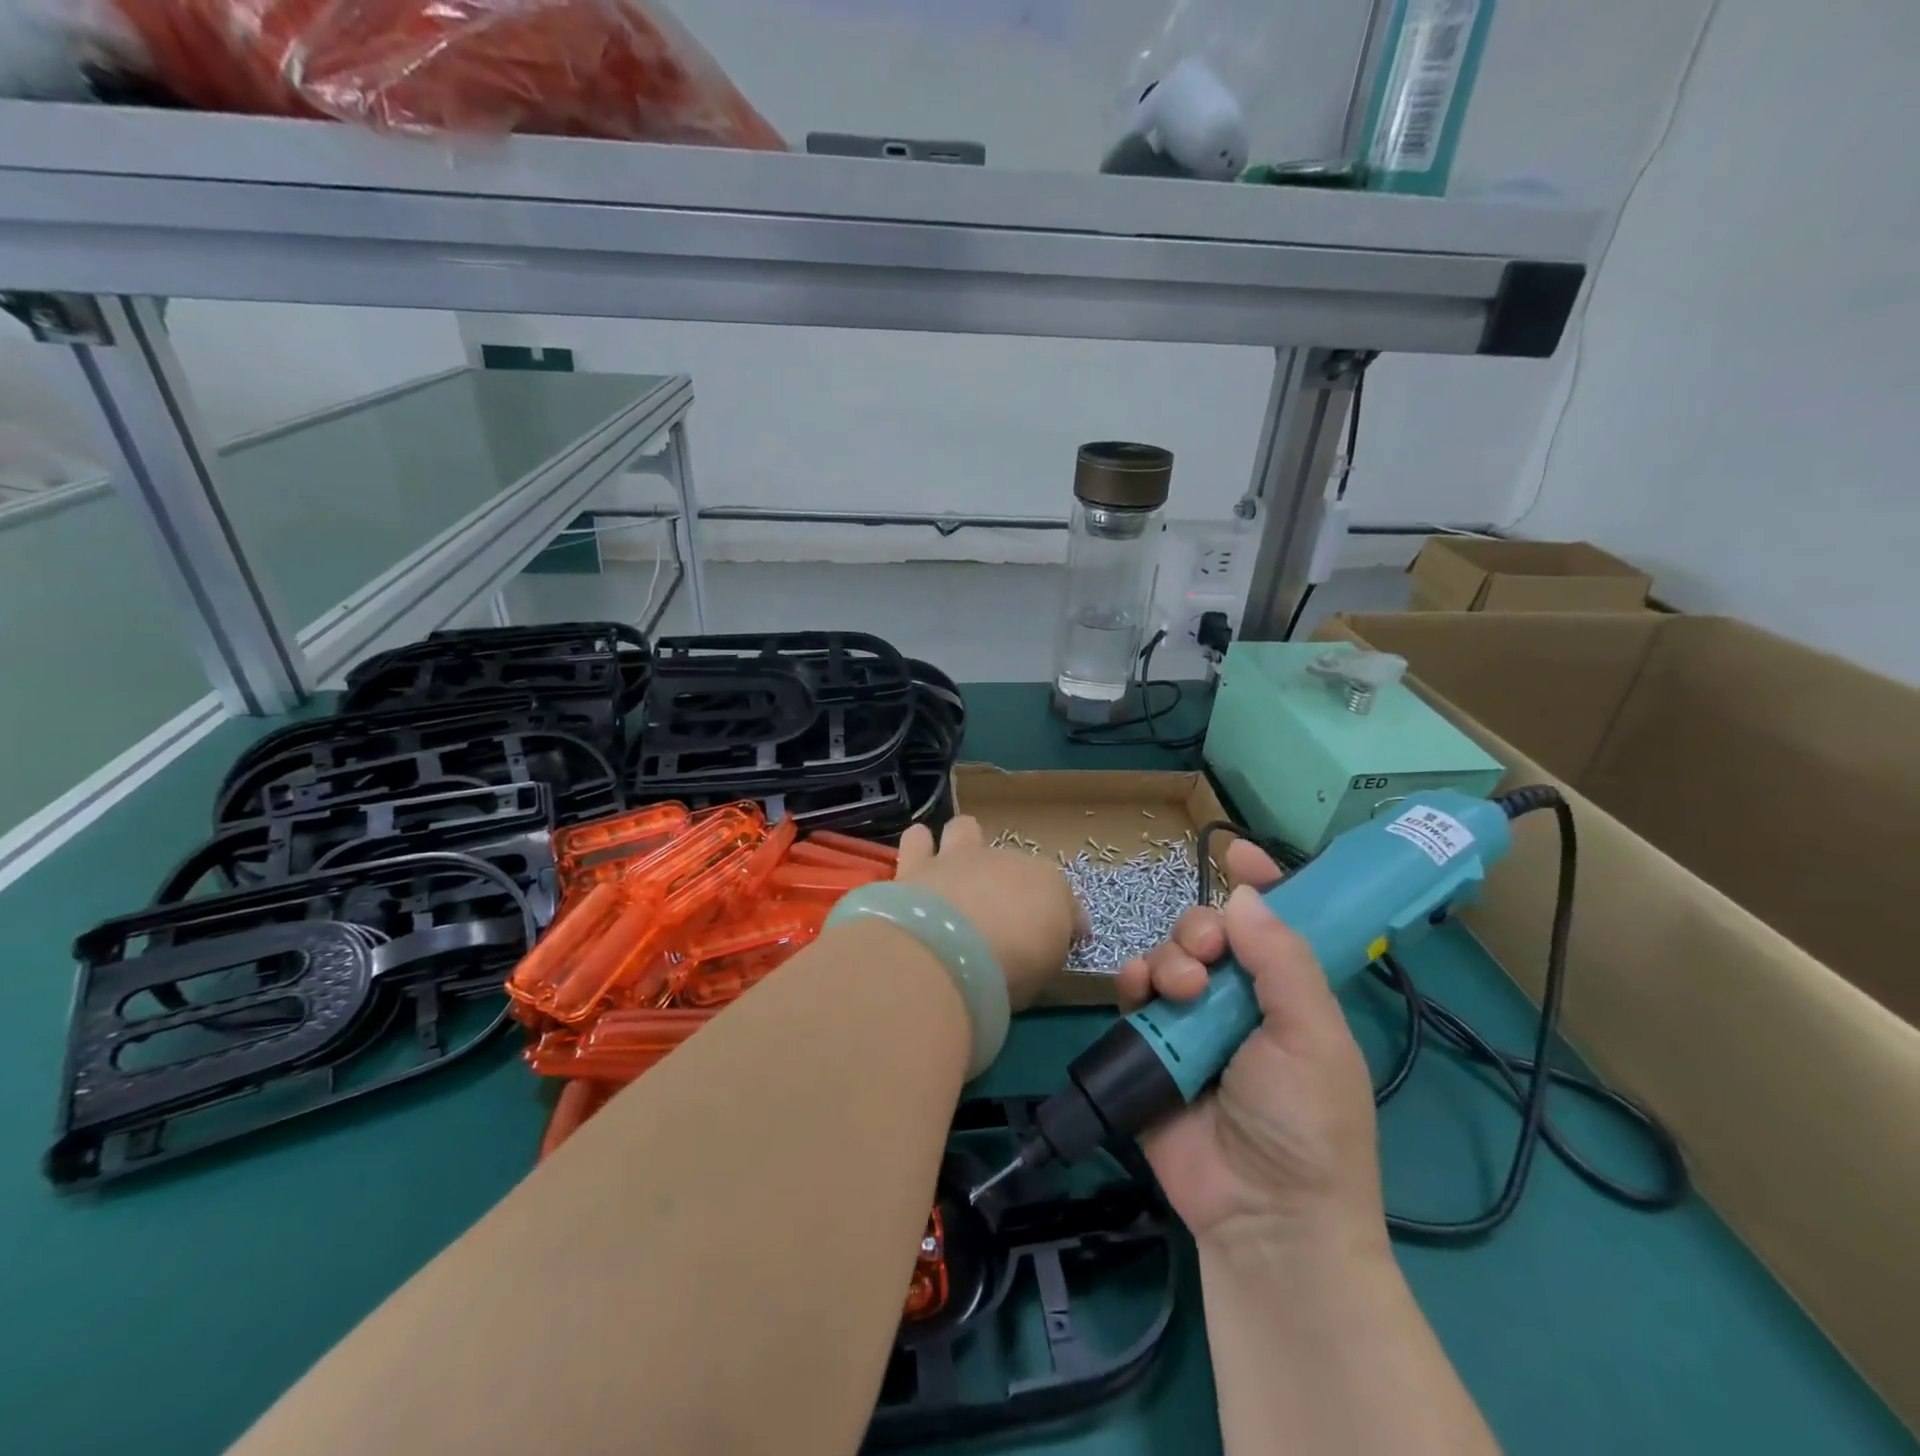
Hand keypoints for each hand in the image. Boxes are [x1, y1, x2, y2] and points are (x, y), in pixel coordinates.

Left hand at [896, 816, 1082, 1011]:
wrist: (951, 950)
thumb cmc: (1012, 965)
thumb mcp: (1046, 969)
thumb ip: (1046, 948)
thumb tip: (1044, 944)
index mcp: (1048, 884)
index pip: (1062, 896)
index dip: (1062, 918)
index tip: (1057, 942)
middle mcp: (1005, 860)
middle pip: (1012, 860)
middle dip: (1008, 879)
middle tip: (1000, 911)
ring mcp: (959, 857)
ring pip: (964, 828)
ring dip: (962, 844)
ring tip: (956, 870)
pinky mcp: (917, 863)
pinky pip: (917, 839)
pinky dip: (920, 849)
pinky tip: (919, 869)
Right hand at [1116, 839, 1384, 1250]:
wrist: (1261, 1216)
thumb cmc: (1306, 1124)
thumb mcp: (1313, 1037)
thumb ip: (1283, 961)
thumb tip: (1245, 894)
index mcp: (1288, 993)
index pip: (1274, 922)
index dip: (1259, 882)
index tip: (1235, 850)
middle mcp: (1240, 1000)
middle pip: (1210, 932)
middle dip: (1201, 929)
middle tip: (1207, 955)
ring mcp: (1192, 1022)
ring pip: (1169, 955)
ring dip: (1169, 957)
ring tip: (1181, 991)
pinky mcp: (1151, 1045)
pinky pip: (1134, 993)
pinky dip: (1132, 980)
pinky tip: (1138, 989)